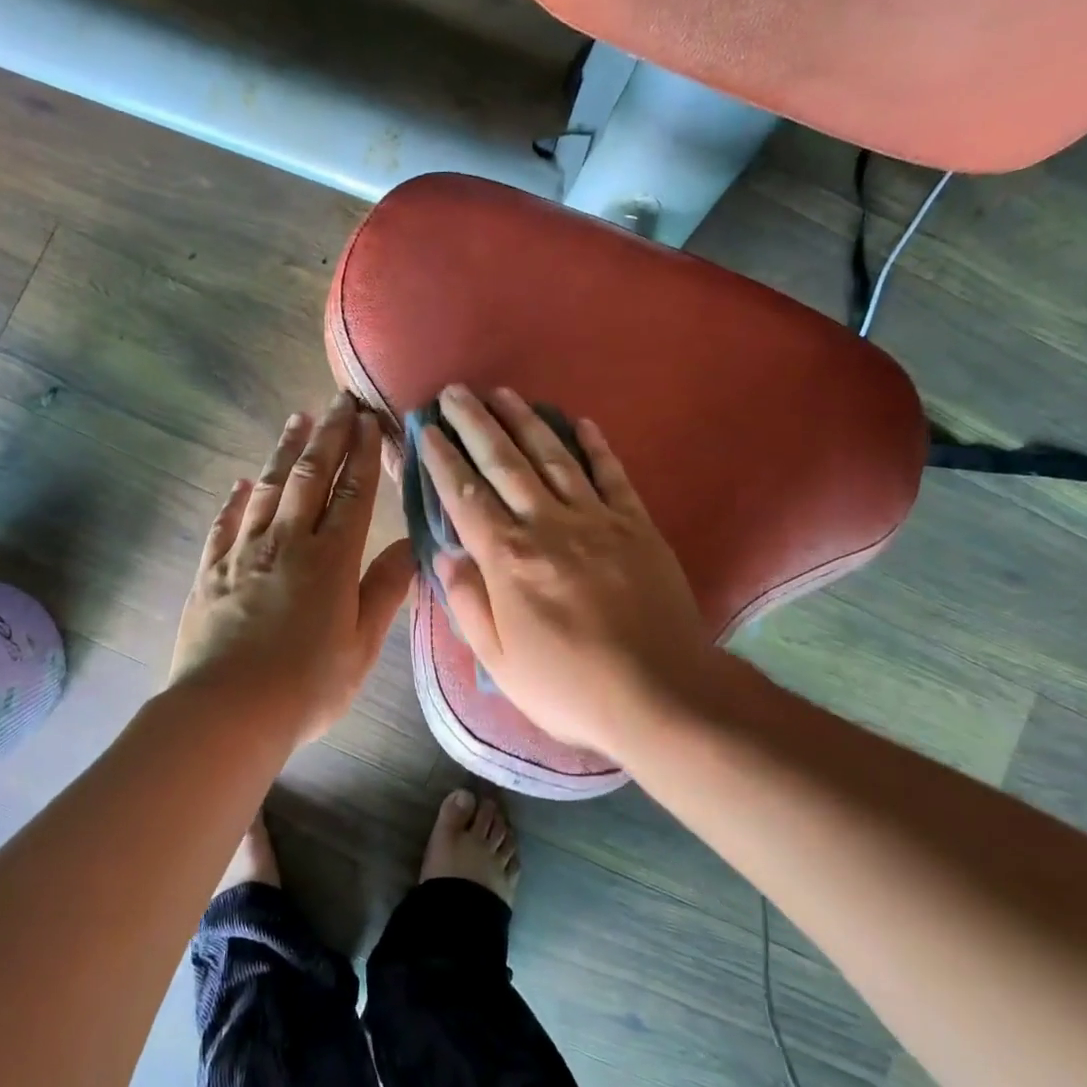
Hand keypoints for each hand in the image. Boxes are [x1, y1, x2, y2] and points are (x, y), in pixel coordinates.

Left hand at [170, 392, 415, 747]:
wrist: (227, 711)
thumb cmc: (307, 686)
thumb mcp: (361, 645)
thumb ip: (384, 591)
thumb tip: (409, 546)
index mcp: (330, 561)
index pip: (352, 494)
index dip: (363, 455)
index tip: (370, 420)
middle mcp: (287, 544)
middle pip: (310, 477)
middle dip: (328, 436)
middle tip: (338, 400)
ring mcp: (244, 554)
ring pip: (267, 490)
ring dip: (284, 452)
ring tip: (297, 420)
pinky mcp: (211, 572)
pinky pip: (224, 524)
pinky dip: (235, 499)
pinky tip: (242, 482)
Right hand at [418, 386, 712, 757]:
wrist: (659, 694)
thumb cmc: (568, 686)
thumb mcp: (498, 662)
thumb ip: (467, 603)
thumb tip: (445, 556)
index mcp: (508, 560)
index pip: (465, 496)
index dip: (442, 459)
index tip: (426, 429)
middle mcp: (548, 526)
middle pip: (504, 463)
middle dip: (476, 423)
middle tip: (455, 392)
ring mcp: (597, 520)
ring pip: (553, 457)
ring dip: (526, 421)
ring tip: (503, 392)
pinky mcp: (637, 525)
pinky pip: (612, 475)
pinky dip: (595, 446)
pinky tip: (579, 422)